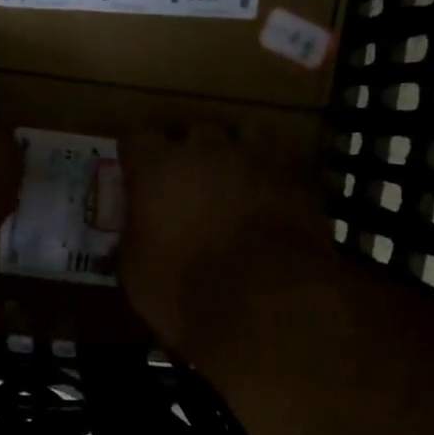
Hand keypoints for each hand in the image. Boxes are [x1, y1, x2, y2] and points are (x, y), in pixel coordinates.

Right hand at [118, 124, 333, 361]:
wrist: (268, 303)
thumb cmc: (186, 291)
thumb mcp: (136, 274)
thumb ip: (134, 237)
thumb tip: (137, 230)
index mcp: (157, 168)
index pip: (137, 137)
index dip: (137, 155)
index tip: (137, 172)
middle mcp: (206, 150)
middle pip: (193, 130)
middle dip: (189, 151)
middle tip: (188, 181)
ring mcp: (257, 158)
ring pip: (246, 131)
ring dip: (238, 149)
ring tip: (237, 175)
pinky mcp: (299, 178)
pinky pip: (284, 161)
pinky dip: (275, 174)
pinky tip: (274, 195)